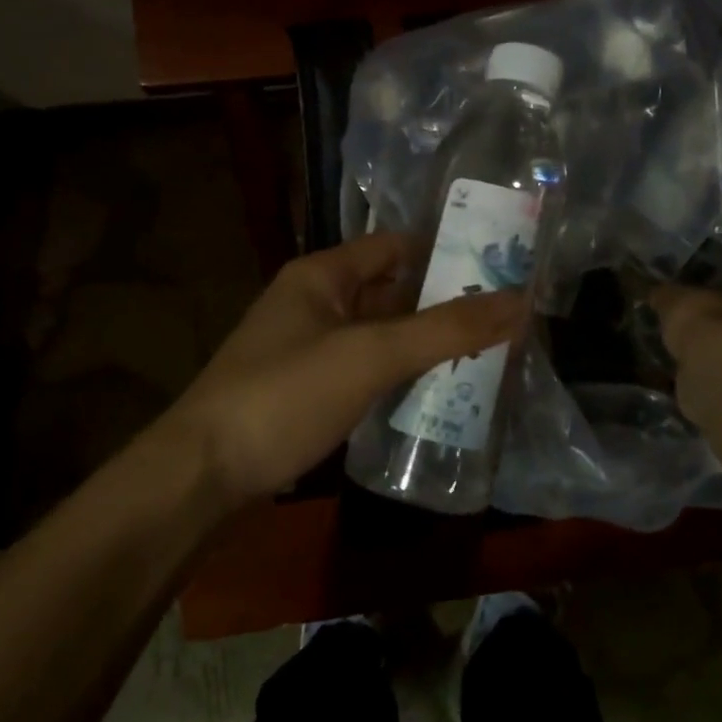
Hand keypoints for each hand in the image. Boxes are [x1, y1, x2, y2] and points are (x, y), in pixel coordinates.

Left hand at [166, 232, 523, 509]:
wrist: (200, 475)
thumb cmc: (285, 395)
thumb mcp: (370, 356)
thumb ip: (445, 329)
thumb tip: (520, 301)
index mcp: (322, 275)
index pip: (395, 245)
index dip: (444, 251)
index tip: (499, 266)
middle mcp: (315, 303)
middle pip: (391, 291)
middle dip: (443, 303)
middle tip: (506, 317)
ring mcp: (309, 349)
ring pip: (380, 335)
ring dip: (424, 343)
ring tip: (489, 354)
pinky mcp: (307, 392)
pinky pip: (366, 370)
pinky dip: (400, 375)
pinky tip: (439, 392)